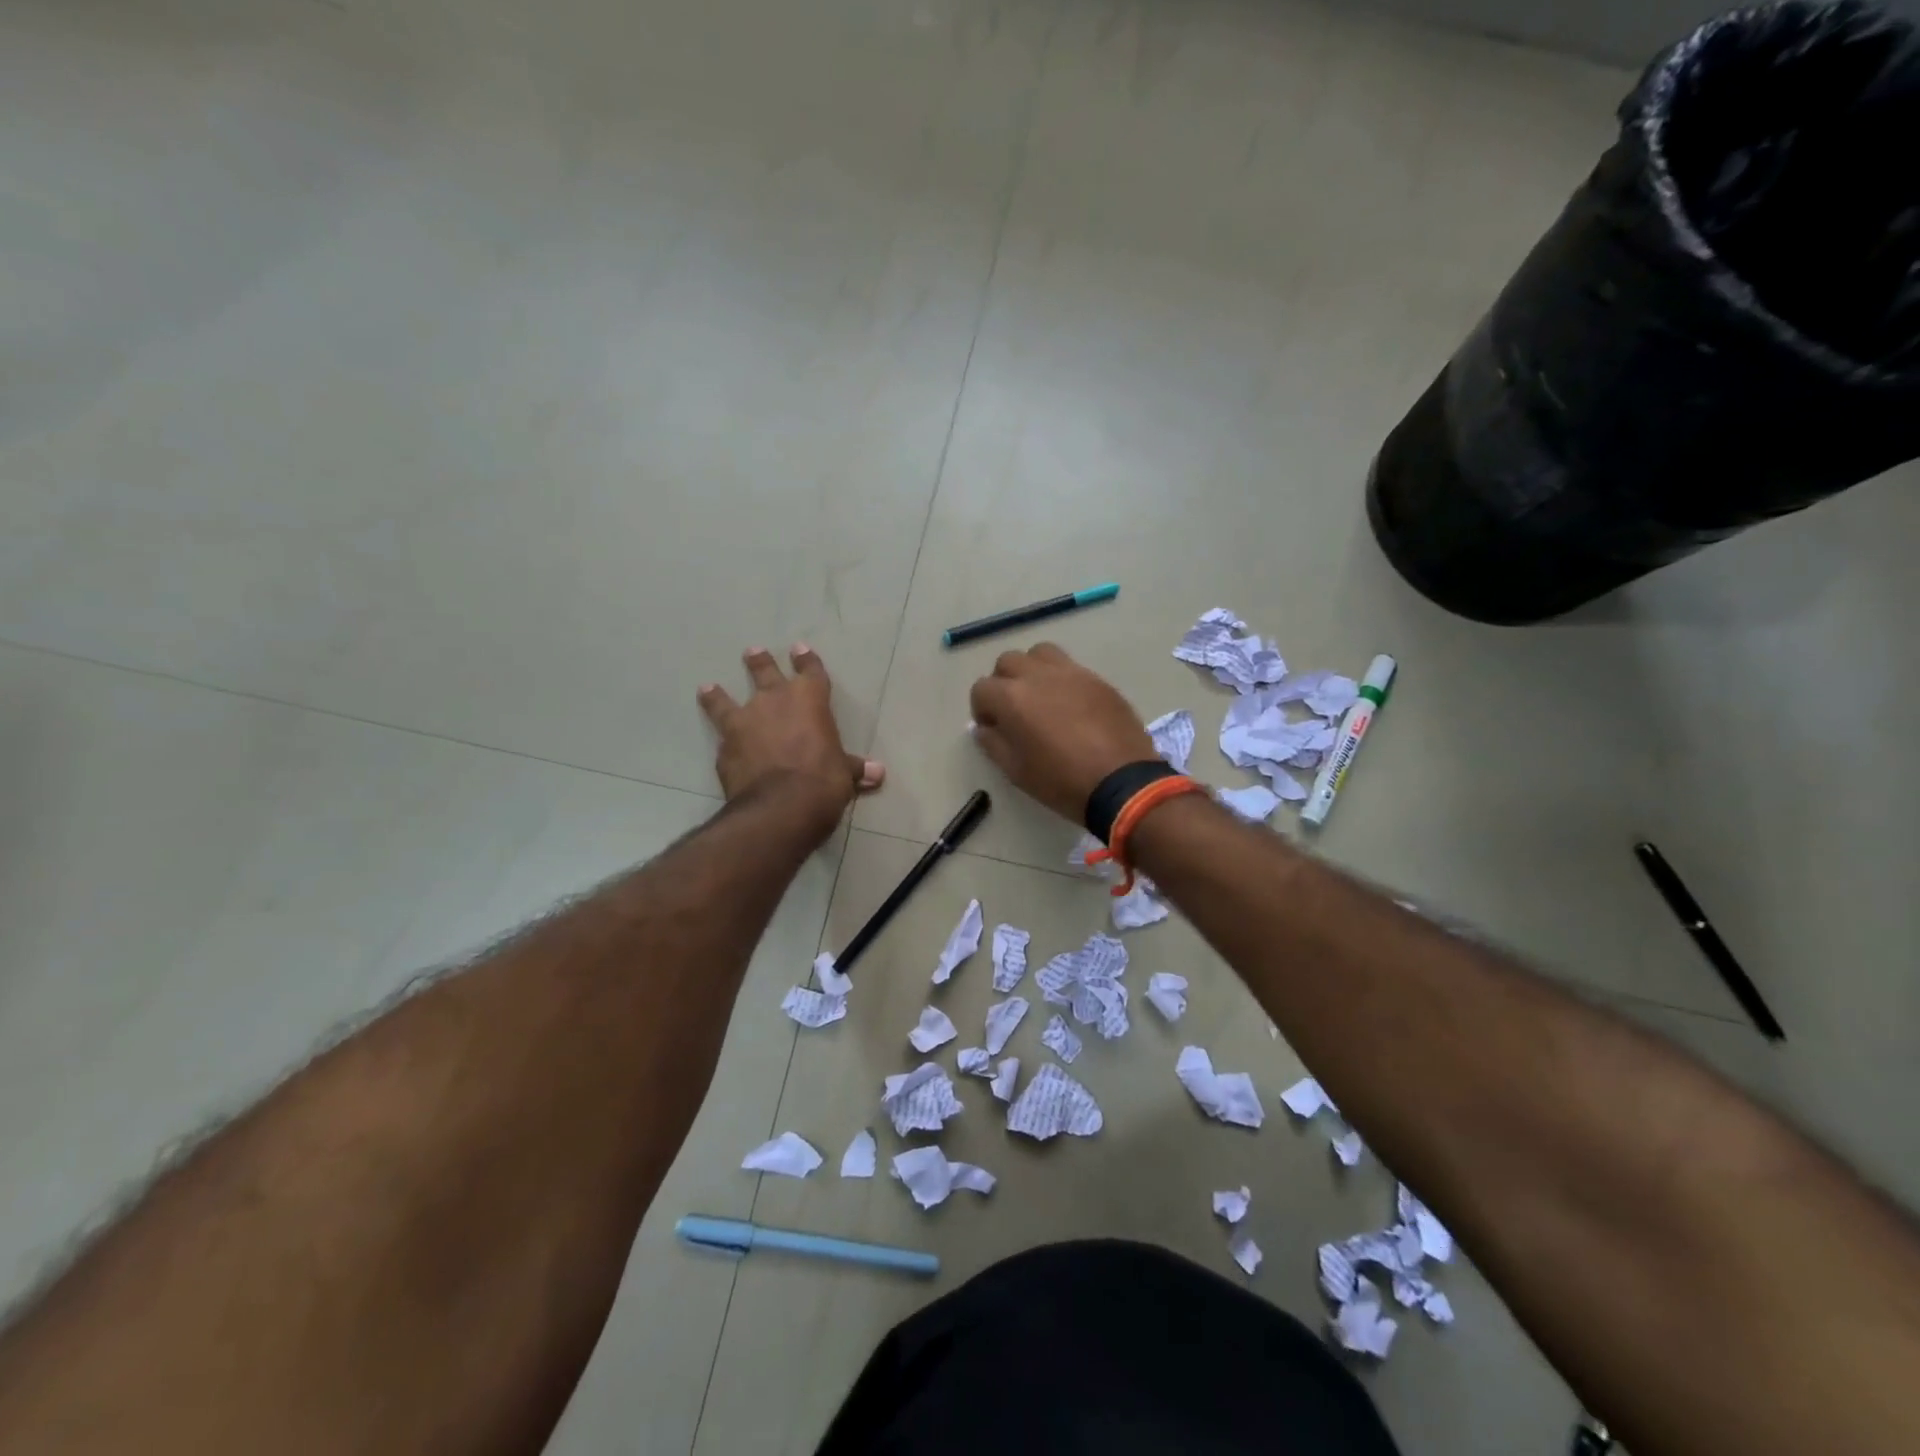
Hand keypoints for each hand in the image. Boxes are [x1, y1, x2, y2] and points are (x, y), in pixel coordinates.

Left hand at [698, 646, 882, 831]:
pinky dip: (723, 740)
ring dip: (718, 695)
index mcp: (810, 700)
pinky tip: (719, 745)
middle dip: (760, 662)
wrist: (781, 806)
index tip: (800, 649)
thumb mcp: (845, 774)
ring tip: (707, 688)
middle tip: (752, 652)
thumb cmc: (823, 781)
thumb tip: (878, 773)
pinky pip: (723, 739)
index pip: (810, 671)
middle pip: (765, 673)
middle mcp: (774, 701)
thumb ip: (854, 768)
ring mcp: (745, 722)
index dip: (807, 660)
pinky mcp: (725, 749)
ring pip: (726, 701)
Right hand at [968, 643, 1155, 822]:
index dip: (981, 709)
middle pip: (1008, 662)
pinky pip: (1070, 667)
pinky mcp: (1097, 678)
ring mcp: (1071, 673)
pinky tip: (1070, 705)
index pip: (981, 688)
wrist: (1122, 782)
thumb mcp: (1016, 771)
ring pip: (1040, 654)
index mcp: (1012, 698)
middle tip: (1013, 710)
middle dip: (1003, 682)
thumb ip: (993, 743)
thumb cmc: (1062, 781)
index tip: (992, 728)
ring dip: (1032, 670)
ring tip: (1041, 697)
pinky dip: (1061, 679)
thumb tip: (984, 728)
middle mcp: (1038, 675)